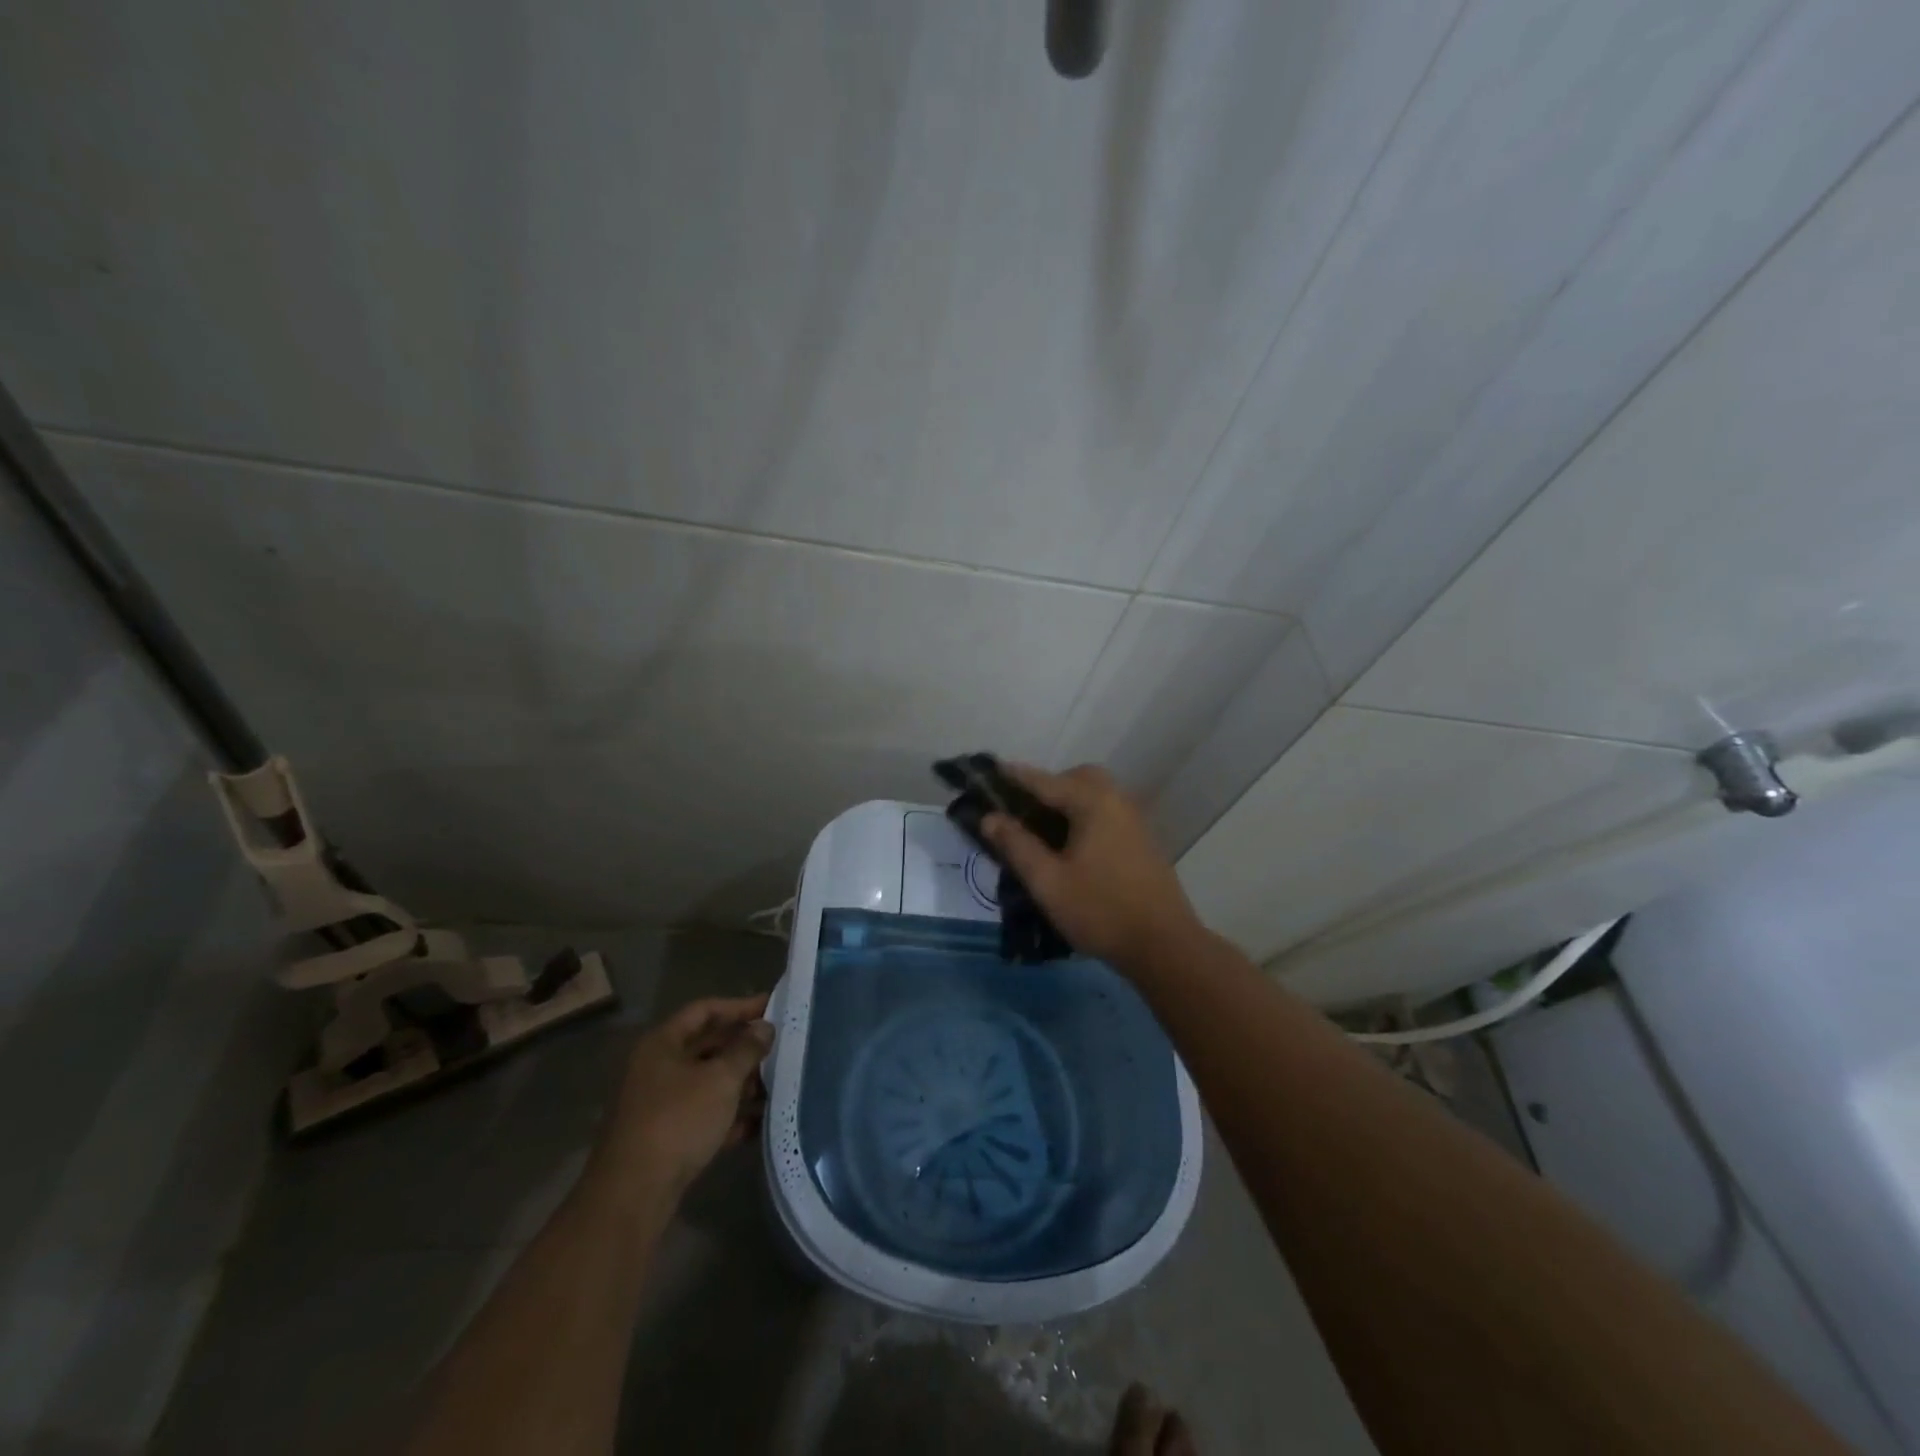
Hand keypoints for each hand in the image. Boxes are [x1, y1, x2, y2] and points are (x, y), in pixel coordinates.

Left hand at [598, 994, 772, 1194]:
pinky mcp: (666, 1138)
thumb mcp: (720, 1079)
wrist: (633, 1195)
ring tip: (778, 1086)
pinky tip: (760, 1123)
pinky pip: (704, 1115)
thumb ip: (746, 1049)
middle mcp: (657, 1068)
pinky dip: (730, 1116)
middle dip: (743, 1047)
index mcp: (662, 1044)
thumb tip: (764, 1027)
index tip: (771, 1007)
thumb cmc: (678, 1121)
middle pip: (707, 1046)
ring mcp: (659, 1105)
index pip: (704, 1010)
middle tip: (780, 1046)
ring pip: (707, 1082)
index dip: (739, 1006)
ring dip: (741, 1083)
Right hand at [979, 763, 1203, 973]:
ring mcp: (1134, 821)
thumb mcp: (1048, 882)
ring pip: (1097, 795)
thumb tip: (990, 817)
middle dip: (1050, 785)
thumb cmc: (1100, 910)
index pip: (1045, 781)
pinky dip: (1086, 816)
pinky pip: (1108, 813)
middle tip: (1025, 809)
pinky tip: (1073, 845)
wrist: (1164, 945)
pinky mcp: (1143, 841)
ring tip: (1044, 829)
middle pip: (1079, 778)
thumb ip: (1017, 845)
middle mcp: (1117, 801)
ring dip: (1070, 801)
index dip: (1015, 776)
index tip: (992, 770)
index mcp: (1093, 803)